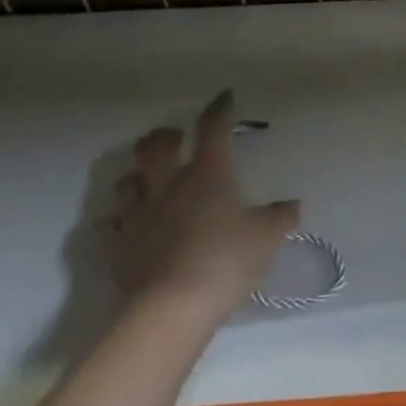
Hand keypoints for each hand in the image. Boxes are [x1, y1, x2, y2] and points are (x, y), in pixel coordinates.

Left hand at [109, 90, 299, 317]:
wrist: (171, 308)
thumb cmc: (227, 259)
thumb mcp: (266, 237)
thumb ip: (279, 217)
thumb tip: (294, 206)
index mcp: (208, 172)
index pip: (212, 128)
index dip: (218, 109)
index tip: (223, 97)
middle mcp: (169, 184)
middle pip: (155, 146)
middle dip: (164, 137)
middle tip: (174, 139)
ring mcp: (139, 215)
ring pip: (126, 182)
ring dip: (136, 177)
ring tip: (147, 182)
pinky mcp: (118, 248)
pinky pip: (111, 226)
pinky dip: (119, 222)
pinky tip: (128, 227)